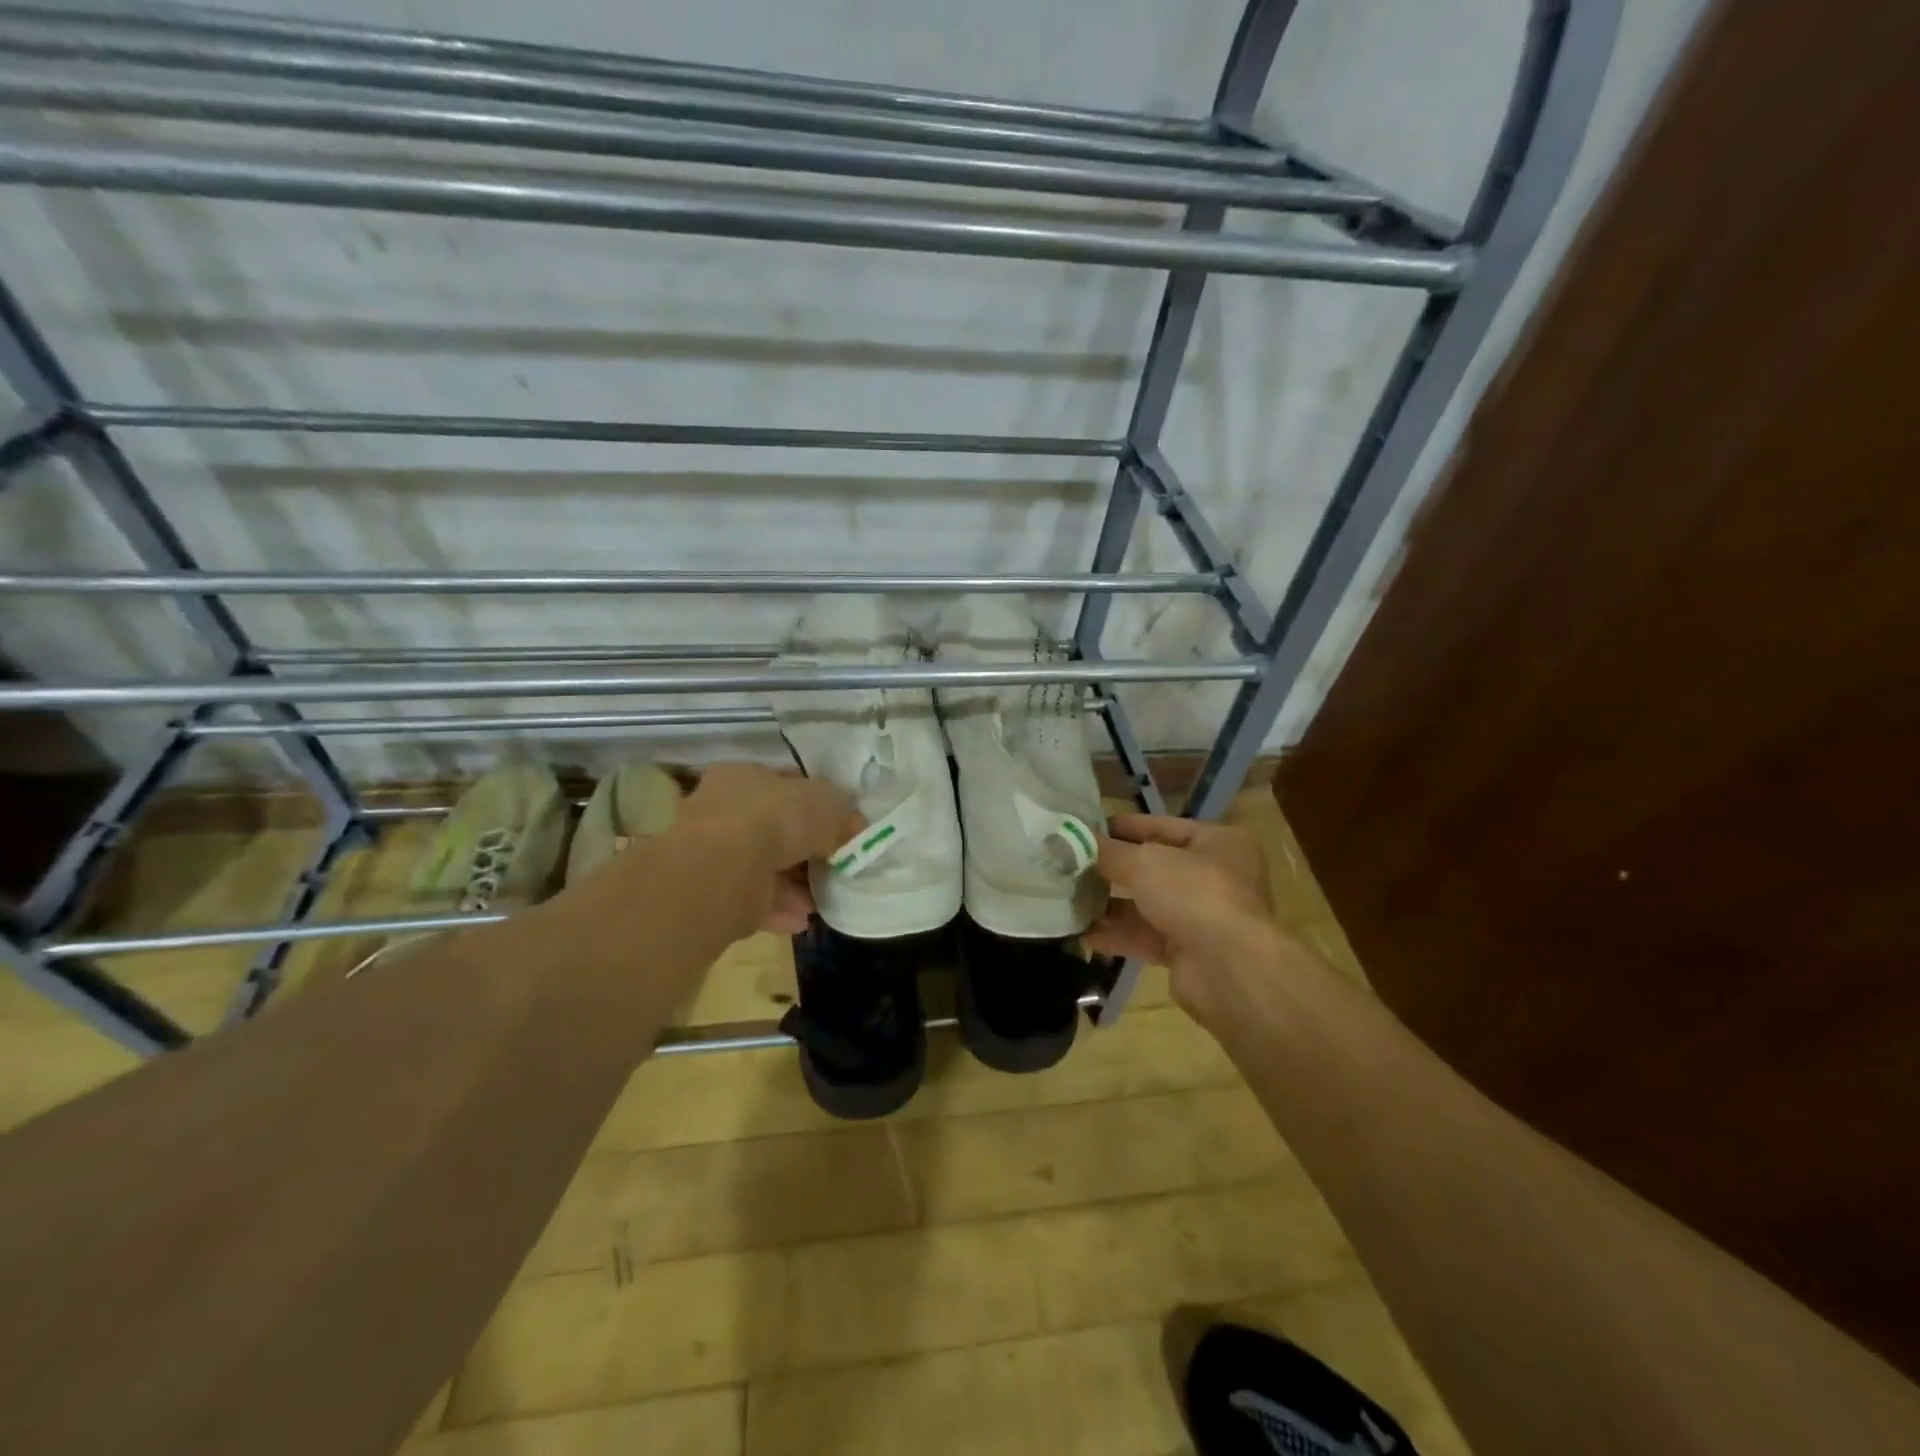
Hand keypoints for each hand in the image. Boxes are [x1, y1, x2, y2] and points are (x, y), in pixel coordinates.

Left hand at [680, 763, 860, 934]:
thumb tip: (854, 827)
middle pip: (775, 830)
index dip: (815, 805)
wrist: (725, 867)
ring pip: (764, 868)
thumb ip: (843, 816)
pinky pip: (753, 900)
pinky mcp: (714, 892)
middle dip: (806, 851)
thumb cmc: (777, 817)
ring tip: (820, 901)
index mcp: (745, 776)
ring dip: (794, 886)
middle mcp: (725, 810)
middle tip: (833, 866)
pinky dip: (779, 909)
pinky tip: (802, 919)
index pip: (784, 785)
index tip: (839, 827)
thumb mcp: (828, 805)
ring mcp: (715, 853)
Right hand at [1085, 813, 1291, 1022]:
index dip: (1123, 827)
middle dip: (1112, 869)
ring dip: (1110, 903)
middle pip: (1154, 867)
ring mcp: (1203, 916)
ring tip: (1068, 898)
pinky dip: (1116, 934)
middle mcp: (1216, 876)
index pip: (1162, 826)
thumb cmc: (1194, 894)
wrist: (1229, 969)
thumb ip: (1108, 851)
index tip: (1085, 829)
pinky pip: (1146, 936)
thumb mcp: (1144, 862)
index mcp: (1218, 842)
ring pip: (1148, 904)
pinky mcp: (1189, 952)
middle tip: (1071, 865)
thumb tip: (1074, 839)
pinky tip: (1082, 932)